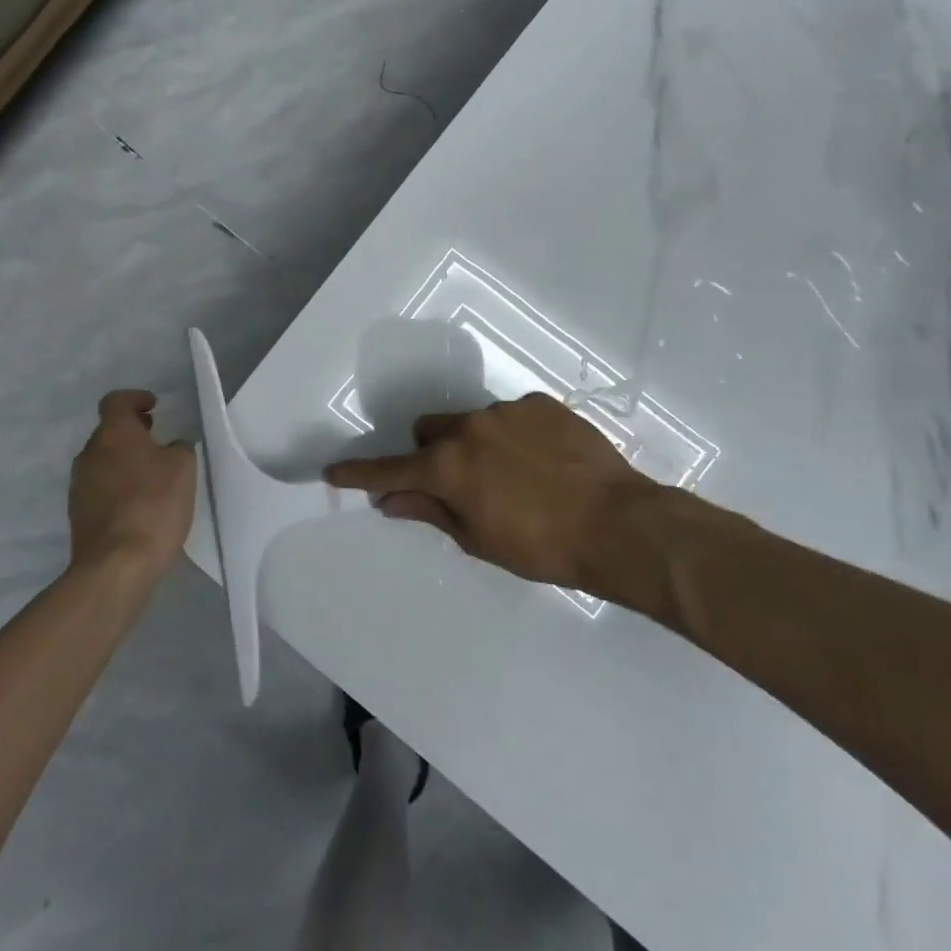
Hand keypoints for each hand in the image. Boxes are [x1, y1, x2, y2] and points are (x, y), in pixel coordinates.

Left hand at [68, 391, 196, 578]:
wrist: (115, 565)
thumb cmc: (153, 505)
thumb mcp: (183, 468)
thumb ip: (179, 448)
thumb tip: (170, 448)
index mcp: (113, 434)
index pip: (116, 401)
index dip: (135, 399)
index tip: (154, 407)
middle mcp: (89, 454)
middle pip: (109, 432)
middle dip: (133, 432)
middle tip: (158, 440)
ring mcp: (79, 485)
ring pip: (104, 461)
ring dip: (125, 461)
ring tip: (152, 476)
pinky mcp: (78, 514)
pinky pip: (100, 487)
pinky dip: (118, 486)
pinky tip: (139, 504)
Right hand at [325, 393, 672, 593]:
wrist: (617, 523)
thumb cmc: (540, 546)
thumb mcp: (478, 539)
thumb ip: (430, 511)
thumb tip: (391, 500)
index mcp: (447, 466)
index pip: (389, 469)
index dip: (360, 474)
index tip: (333, 472)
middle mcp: (469, 427)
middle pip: (429, 430)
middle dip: (431, 453)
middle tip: (458, 483)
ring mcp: (506, 410)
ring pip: (471, 421)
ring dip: (476, 444)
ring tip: (515, 475)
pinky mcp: (541, 403)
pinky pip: (511, 415)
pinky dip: (513, 435)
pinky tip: (543, 461)